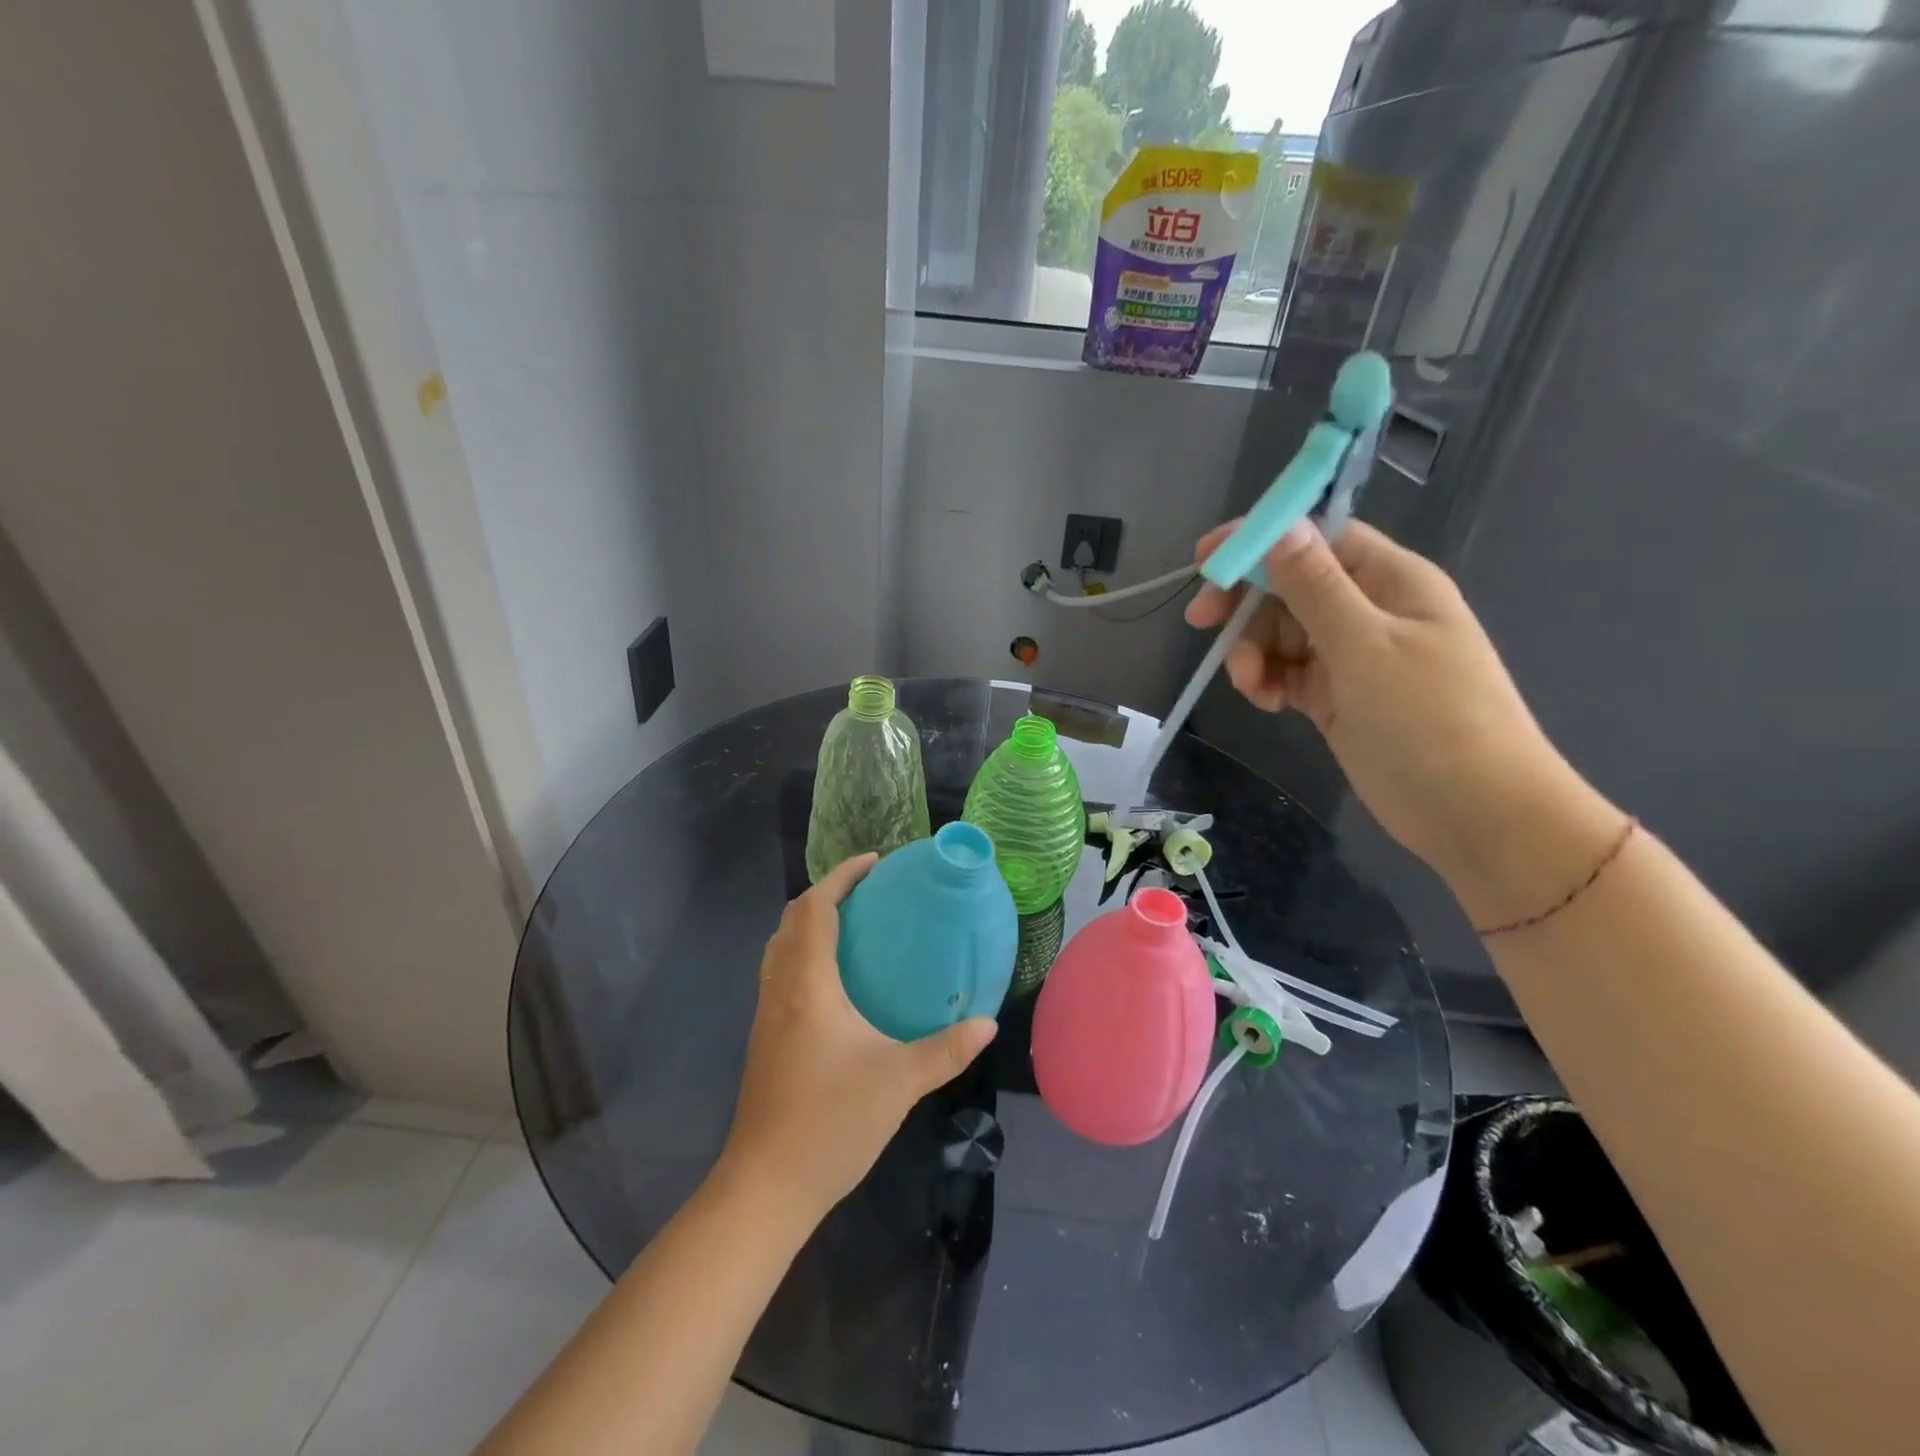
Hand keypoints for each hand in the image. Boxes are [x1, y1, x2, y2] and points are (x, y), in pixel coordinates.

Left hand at [719, 855, 997, 1219]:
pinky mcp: (765, 1039)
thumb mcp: (899, 1082)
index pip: (815, 909)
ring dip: (811, 924)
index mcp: (807, 985)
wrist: (766, 1187)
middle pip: (792, 921)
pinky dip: (804, 954)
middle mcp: (780, 990)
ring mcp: (766, 1016)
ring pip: (781, 948)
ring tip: (855, 926)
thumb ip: (946, 1049)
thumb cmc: (831, 1123)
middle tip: (869, 892)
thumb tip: (987, 1023)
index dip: (841, 877)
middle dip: (826, 894)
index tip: (874, 863)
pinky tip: (837, 983)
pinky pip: (781, 974)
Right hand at [1186, 519, 1619, 925]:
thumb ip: (1318, 588)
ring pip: (1281, 633)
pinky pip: (1288, 673)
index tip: (1206, 560)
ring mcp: (1353, 656)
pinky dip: (1269, 682)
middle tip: (1202, 624)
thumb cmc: (1430, 719)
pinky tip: (1267, 704)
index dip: (1260, 542)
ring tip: (1251, 687)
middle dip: (1247, 605)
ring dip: (1254, 652)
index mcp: (1390, 581)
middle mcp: (1369, 610)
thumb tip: (1281, 527)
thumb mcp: (1367, 647)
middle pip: (1290, 587)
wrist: (1474, 813)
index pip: (1317, 539)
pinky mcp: (1337, 696)